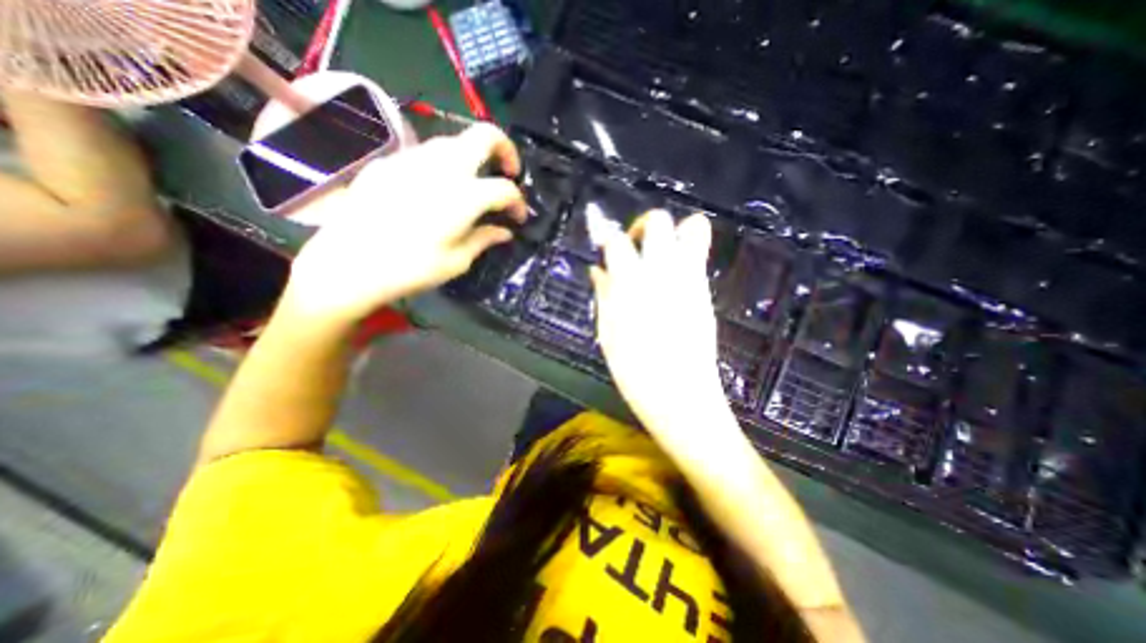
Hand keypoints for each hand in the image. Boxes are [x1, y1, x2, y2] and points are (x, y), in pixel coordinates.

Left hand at [284, 122, 523, 327]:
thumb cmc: (410, 269)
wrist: (347, 265)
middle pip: (484, 136)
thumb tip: (504, 231)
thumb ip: (484, 239)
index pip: (505, 189)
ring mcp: (411, 159)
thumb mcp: (456, 261)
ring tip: (473, 184)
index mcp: (463, 197)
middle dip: (505, 150)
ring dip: (473, 158)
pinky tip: (436, 190)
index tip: (518, 219)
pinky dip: (443, 165)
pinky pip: (425, 153)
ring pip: (454, 141)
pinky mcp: (388, 162)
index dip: (518, 203)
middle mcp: (441, 167)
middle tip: (507, 173)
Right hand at [592, 211, 722, 432]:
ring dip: (673, 234)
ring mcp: (690, 280)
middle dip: (644, 226)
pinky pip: (698, 257)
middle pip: (659, 221)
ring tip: (658, 259)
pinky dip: (685, 256)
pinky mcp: (705, 292)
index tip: (604, 247)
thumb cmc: (636, 371)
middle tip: (635, 249)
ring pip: (692, 228)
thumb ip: (604, 295)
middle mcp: (662, 272)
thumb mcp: (608, 334)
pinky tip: (669, 282)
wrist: (682, 397)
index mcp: (632, 284)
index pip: (618, 241)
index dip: (607, 238)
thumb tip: (598, 270)